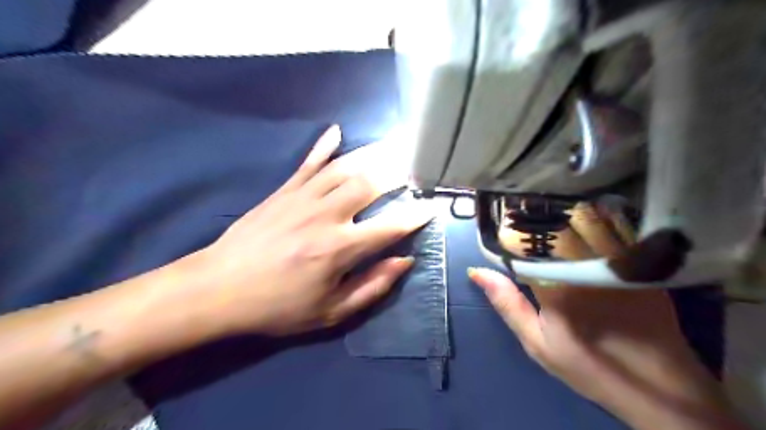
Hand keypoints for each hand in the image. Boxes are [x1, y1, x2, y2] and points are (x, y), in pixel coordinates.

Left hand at [187, 125, 429, 336]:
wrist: (218, 289)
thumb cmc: (278, 306)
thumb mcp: (330, 312)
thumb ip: (372, 287)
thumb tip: (404, 261)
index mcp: (339, 248)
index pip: (390, 226)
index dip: (415, 216)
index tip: (431, 206)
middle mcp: (325, 216)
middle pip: (369, 184)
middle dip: (398, 173)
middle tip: (416, 167)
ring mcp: (302, 198)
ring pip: (344, 167)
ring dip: (372, 155)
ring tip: (393, 145)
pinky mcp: (283, 191)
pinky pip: (308, 163)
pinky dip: (324, 146)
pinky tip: (337, 130)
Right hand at [467, 203, 741, 429]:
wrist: (659, 387)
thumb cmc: (589, 365)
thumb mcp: (537, 342)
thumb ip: (507, 304)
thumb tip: (477, 271)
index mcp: (556, 282)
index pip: (525, 242)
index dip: (510, 230)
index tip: (500, 224)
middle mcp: (585, 263)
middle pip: (554, 224)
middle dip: (535, 217)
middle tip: (522, 214)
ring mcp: (616, 260)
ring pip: (583, 221)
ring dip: (562, 214)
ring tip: (547, 212)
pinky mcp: (638, 262)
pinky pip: (611, 229)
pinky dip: (593, 220)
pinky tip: (583, 221)